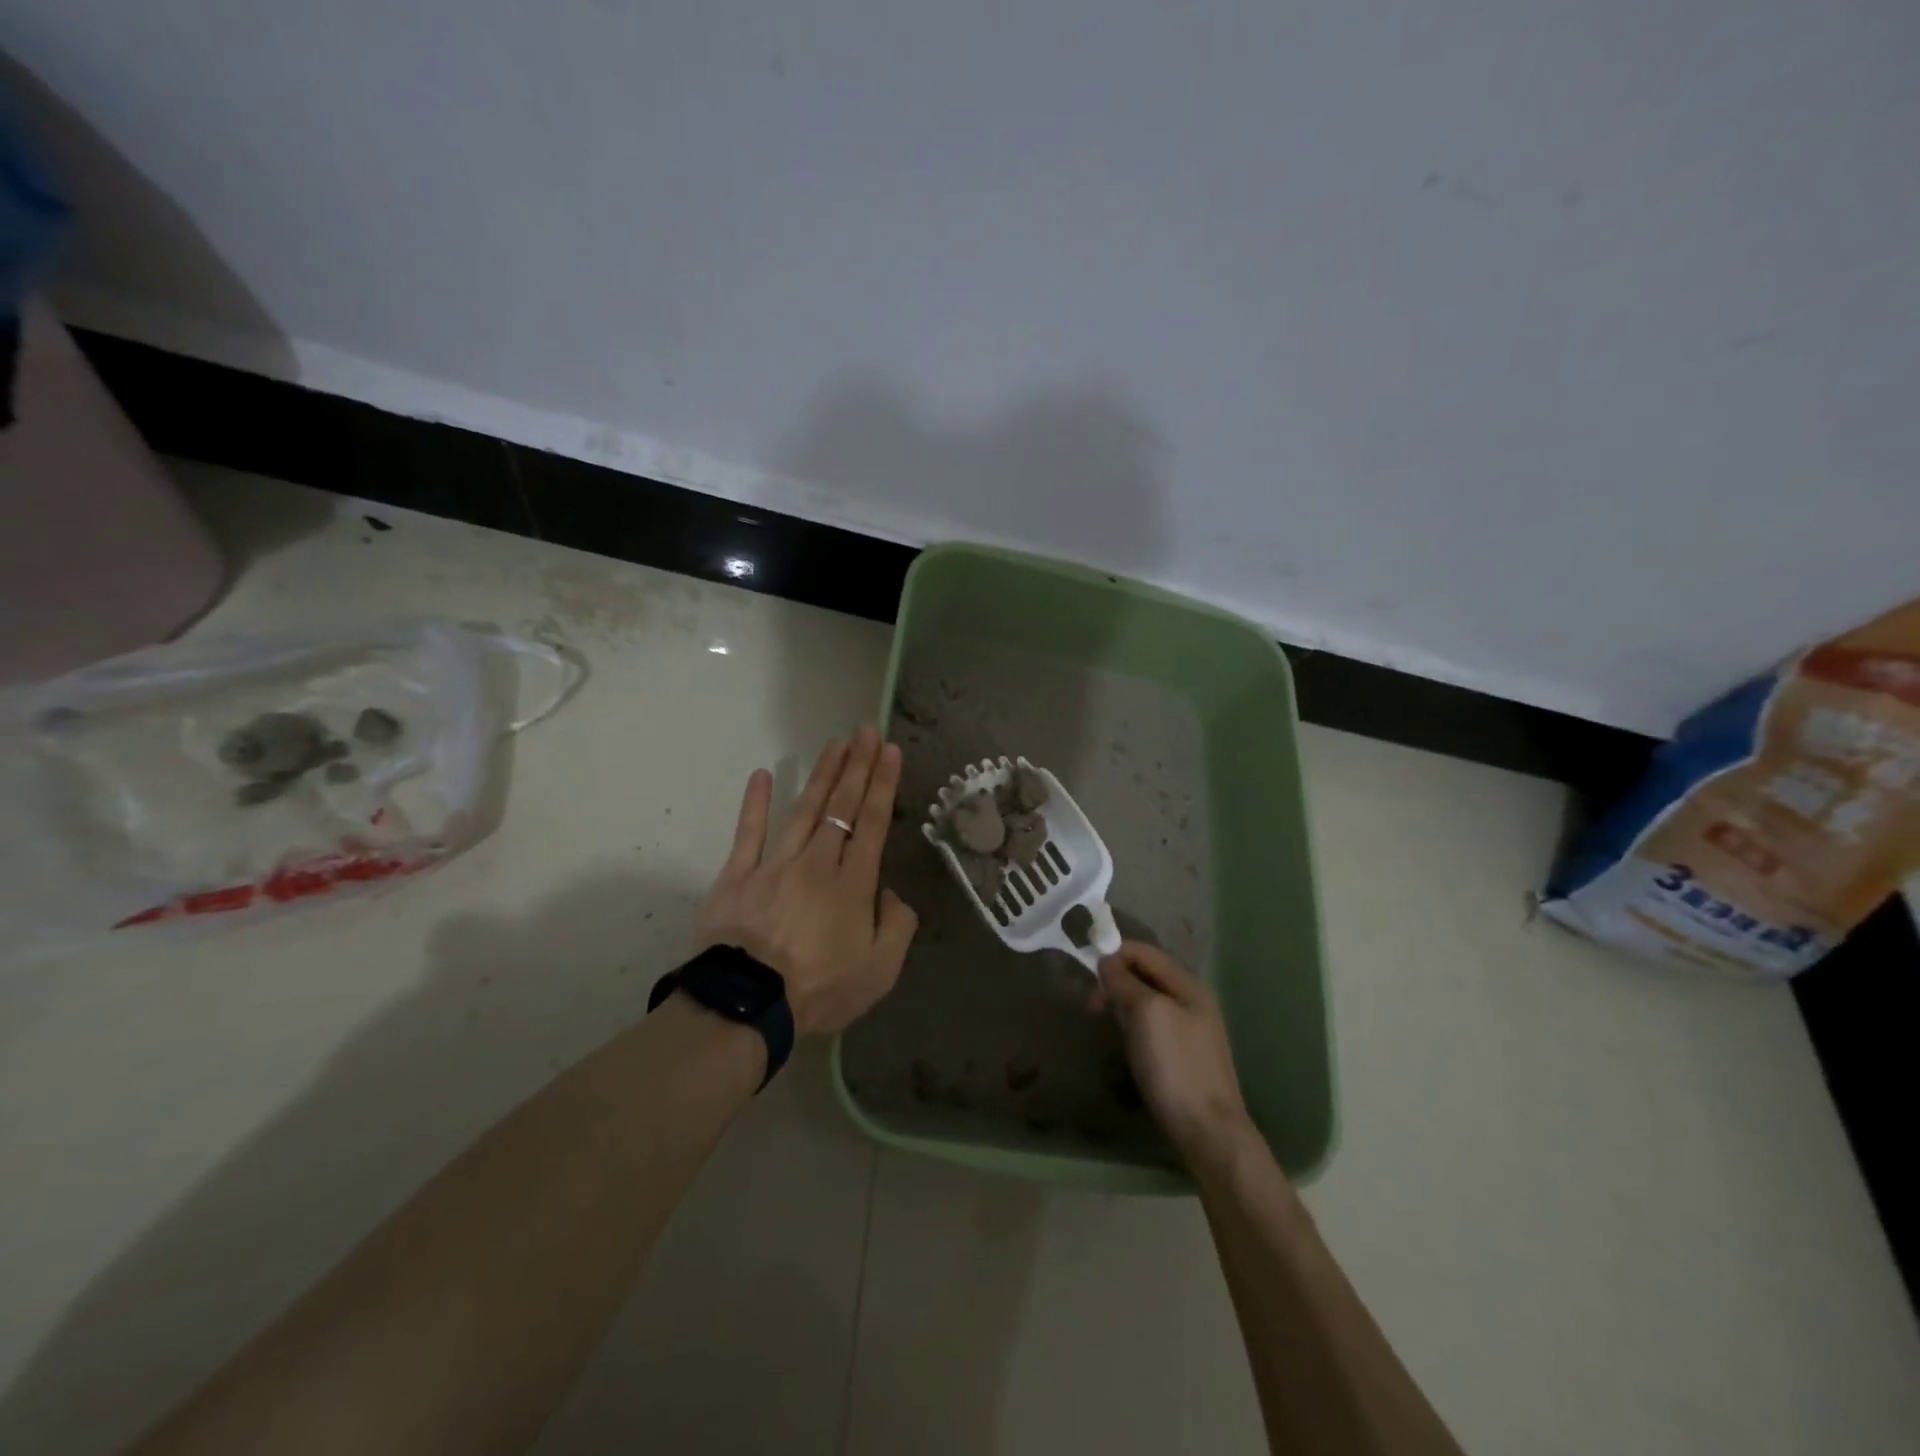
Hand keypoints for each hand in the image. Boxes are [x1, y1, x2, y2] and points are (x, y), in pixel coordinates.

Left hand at [696, 727, 918, 1036]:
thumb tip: (890, 894)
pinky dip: (754, 803)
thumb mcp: (880, 971)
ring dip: (822, 774)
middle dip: (857, 767)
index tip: (890, 751)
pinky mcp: (738, 876)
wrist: (748, 1006)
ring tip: (836, 743)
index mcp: (853, 884)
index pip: (873, 823)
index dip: (883, 785)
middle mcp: (818, 863)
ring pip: (803, 810)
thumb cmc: (819, 990)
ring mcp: (775, 865)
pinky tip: (761, 774)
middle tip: (866, 731)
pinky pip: (748, 833)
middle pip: (841, 806)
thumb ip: (896, 926)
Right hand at [1093, 942, 1252, 1168]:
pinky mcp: (1181, 1053)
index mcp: (1187, 984)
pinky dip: (1131, 1023)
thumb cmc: (1175, 1065)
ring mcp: (1188, 1027)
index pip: (1143, 951)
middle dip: (1114, 980)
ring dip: (1120, 1002)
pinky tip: (1123, 1040)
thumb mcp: (1147, 1013)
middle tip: (1091, 1005)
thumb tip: (1107, 961)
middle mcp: (1190, 999)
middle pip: (1144, 973)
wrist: (1208, 1131)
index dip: (1113, 953)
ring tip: (1103, 1020)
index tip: (1086, 972)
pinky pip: (1150, 1023)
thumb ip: (1125, 982)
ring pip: (1145, 999)